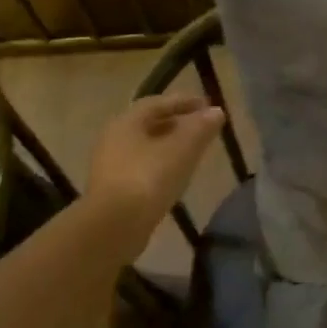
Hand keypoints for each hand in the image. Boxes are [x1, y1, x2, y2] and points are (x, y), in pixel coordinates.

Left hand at [84, 94, 225, 258]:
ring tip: (193, 152)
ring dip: (169, 146)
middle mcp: (113, 139)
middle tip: (202, 128)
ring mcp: (110, 166)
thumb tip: (216, 112)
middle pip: (149, 124)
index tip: (207, 105)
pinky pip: (142, 167)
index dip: (184, 102)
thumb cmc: (149, 178)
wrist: (114, 225)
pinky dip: (161, 165)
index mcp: (127, 122)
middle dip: (177, 123)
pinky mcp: (113, 190)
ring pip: (145, 147)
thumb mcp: (182, 149)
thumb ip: (201, 128)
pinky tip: (176, 176)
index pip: (157, 103)